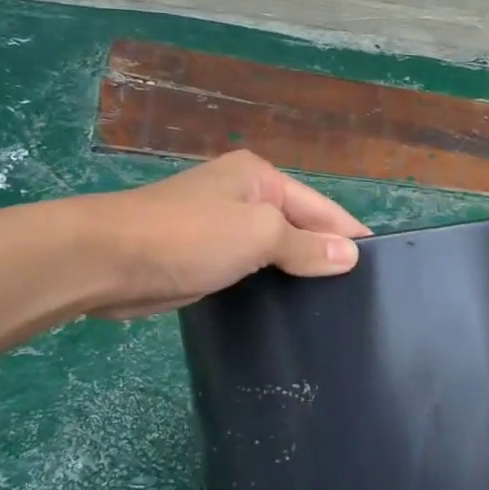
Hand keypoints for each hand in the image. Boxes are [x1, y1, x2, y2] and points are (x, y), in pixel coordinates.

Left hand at [82, 151, 369, 318]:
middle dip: (323, 257)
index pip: (321, 207)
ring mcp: (220, 228)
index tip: (380, 272)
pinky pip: (249, 270)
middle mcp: (242, 197)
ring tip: (331, 311)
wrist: (108, 261)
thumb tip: (348, 255)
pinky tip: (287, 312)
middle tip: (358, 301)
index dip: (349, 237)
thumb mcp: (257, 234)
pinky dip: (267, 286)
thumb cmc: (188, 237)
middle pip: (298, 228)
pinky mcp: (202, 259)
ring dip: (295, 275)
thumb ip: (304, 245)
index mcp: (259, 177)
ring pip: (273, 252)